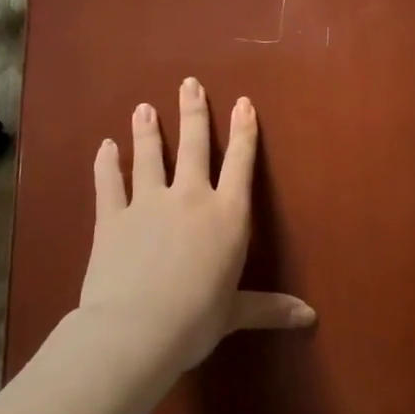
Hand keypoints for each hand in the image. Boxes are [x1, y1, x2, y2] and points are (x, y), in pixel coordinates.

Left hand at [75, 78, 314, 371]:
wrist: (136, 329)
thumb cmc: (197, 319)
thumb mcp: (236, 312)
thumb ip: (269, 307)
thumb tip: (310, 318)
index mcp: (227, 216)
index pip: (241, 164)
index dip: (244, 131)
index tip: (243, 103)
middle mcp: (190, 198)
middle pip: (194, 146)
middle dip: (193, 113)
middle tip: (188, 84)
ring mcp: (148, 204)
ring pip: (149, 157)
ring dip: (147, 131)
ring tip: (144, 108)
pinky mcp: (112, 218)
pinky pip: (109, 183)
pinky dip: (107, 164)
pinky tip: (105, 147)